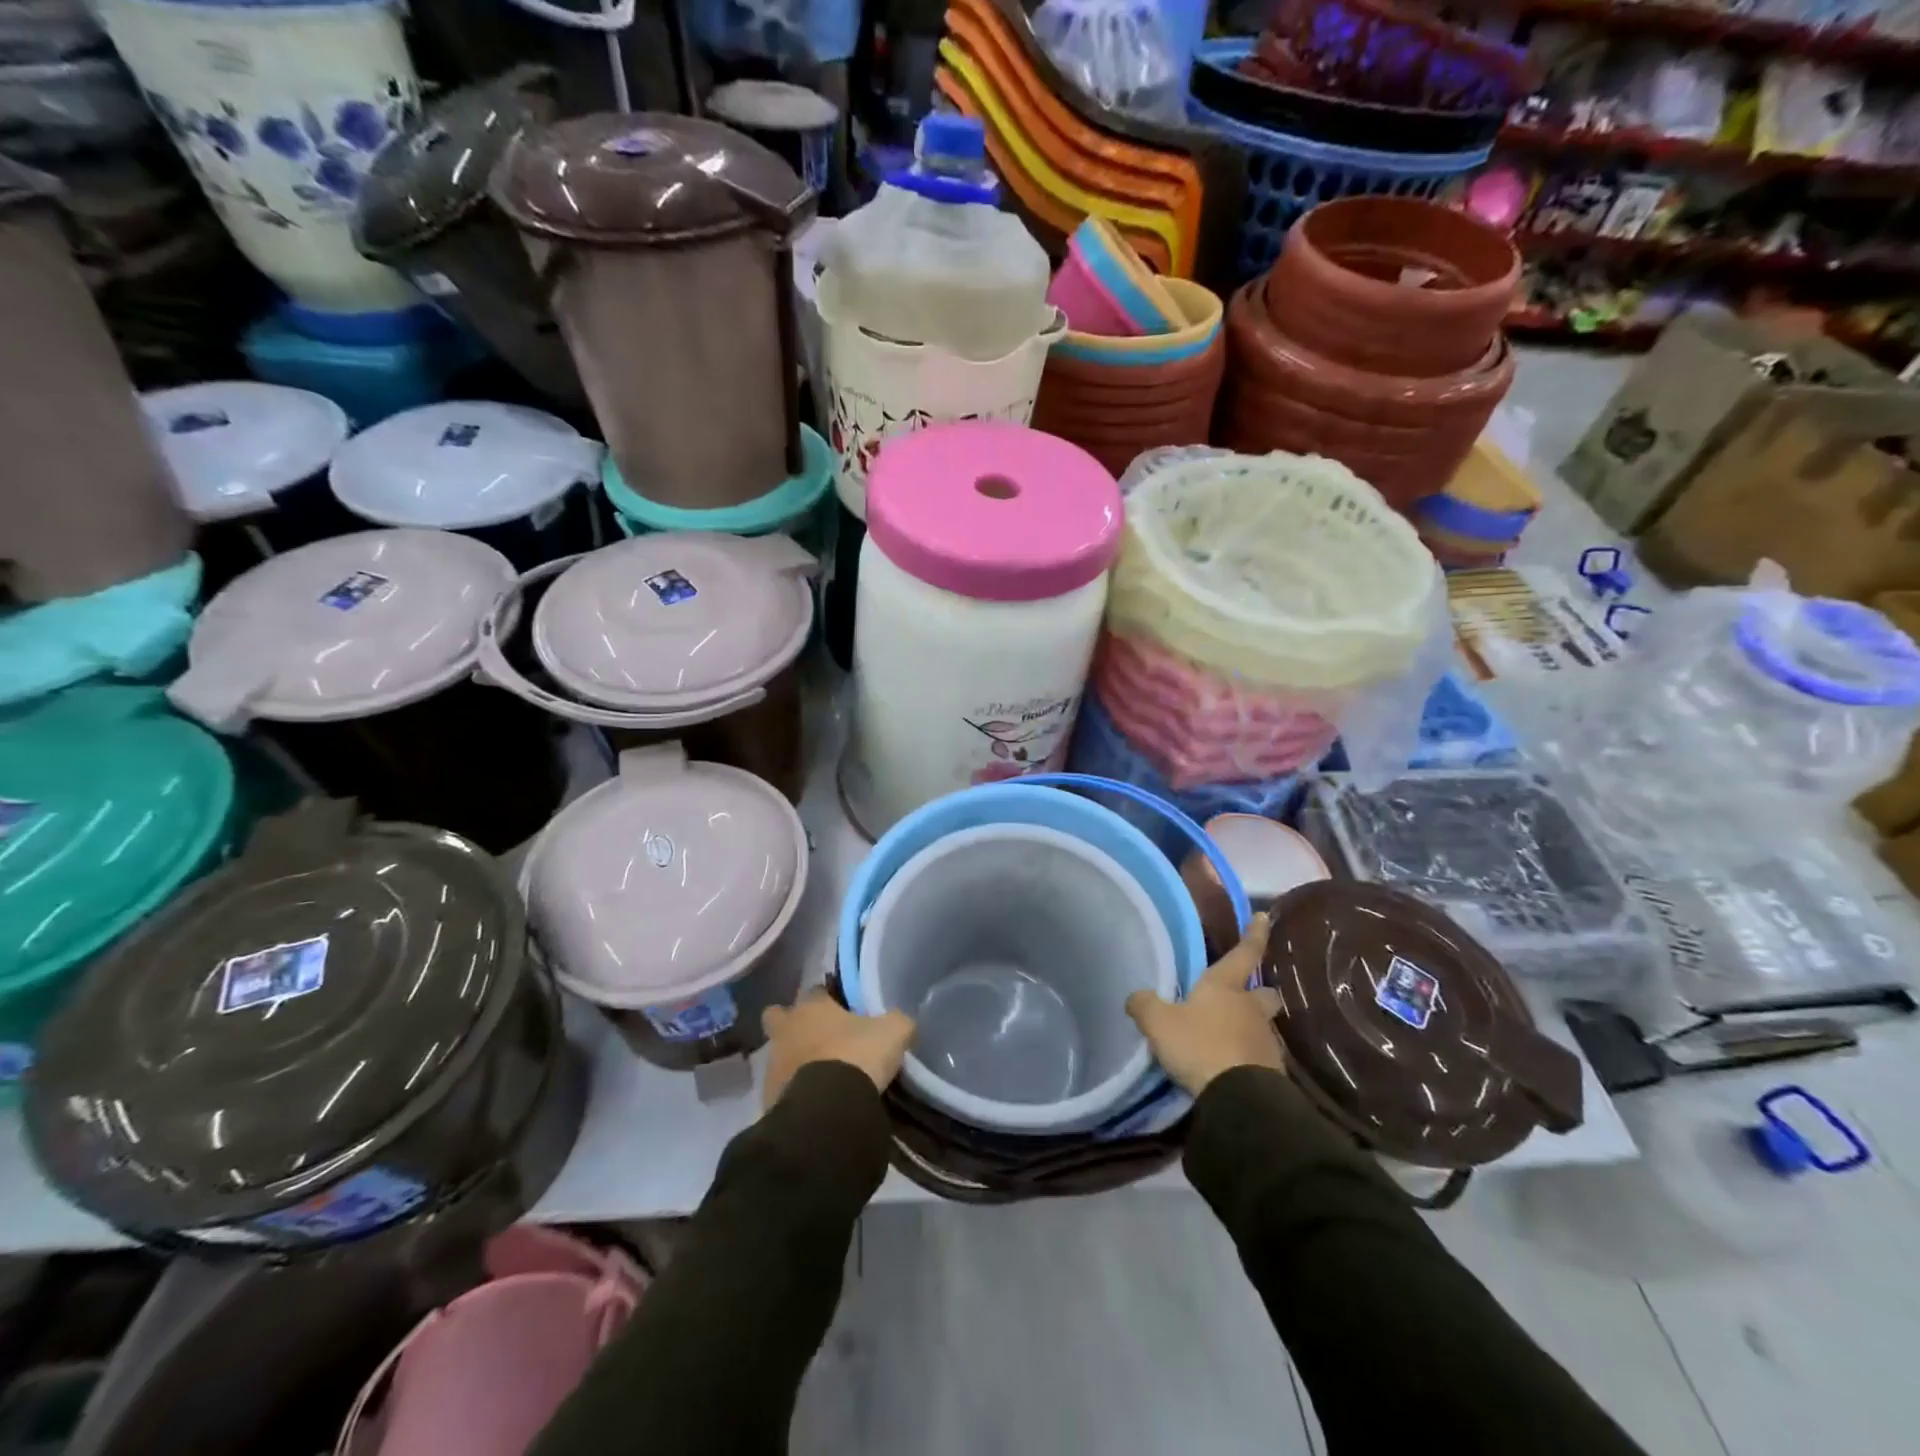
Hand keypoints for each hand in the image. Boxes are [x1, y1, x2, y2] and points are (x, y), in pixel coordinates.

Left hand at [761, 987, 916, 1108]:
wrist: (827, 1111)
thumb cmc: (857, 1057)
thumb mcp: (893, 1032)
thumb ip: (896, 1022)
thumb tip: (899, 1023)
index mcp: (812, 1006)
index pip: (816, 990)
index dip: (828, 1000)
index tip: (843, 1012)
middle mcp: (786, 1029)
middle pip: (778, 1016)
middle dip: (792, 1024)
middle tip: (817, 1039)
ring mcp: (772, 1064)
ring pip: (778, 1054)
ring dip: (794, 1062)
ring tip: (822, 1078)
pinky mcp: (767, 1099)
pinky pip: (781, 1089)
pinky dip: (794, 1092)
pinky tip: (815, 1103)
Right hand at [1126, 912, 1284, 1096]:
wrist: (1241, 1098)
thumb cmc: (1200, 1046)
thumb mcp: (1158, 1023)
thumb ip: (1145, 1005)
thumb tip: (1136, 997)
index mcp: (1225, 986)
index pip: (1244, 952)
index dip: (1253, 934)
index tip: (1263, 917)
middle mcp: (1250, 1007)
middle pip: (1264, 992)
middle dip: (1258, 991)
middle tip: (1246, 995)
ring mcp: (1266, 1039)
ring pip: (1263, 1024)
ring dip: (1251, 1026)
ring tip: (1230, 1036)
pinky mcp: (1273, 1071)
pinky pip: (1261, 1054)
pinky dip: (1249, 1055)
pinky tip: (1233, 1065)